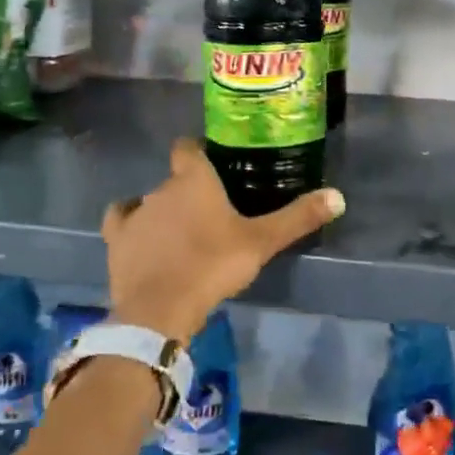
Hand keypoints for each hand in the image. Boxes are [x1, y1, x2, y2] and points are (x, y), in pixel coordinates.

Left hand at [102, 138, 344, 343]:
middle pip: (175, 179)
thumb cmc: (213, 265)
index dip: (198, 152)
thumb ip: (298, 218)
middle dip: (189, 191)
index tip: (214, 166)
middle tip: (212, 213)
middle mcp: (160, 187)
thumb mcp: (262, 242)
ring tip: (181, 232)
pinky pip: (123, 220)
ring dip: (163, 210)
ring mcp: (135, 212)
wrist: (161, 307)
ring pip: (150, 200)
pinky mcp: (116, 239)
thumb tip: (338, 196)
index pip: (189, 147)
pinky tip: (143, 237)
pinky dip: (133, 225)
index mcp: (194, 179)